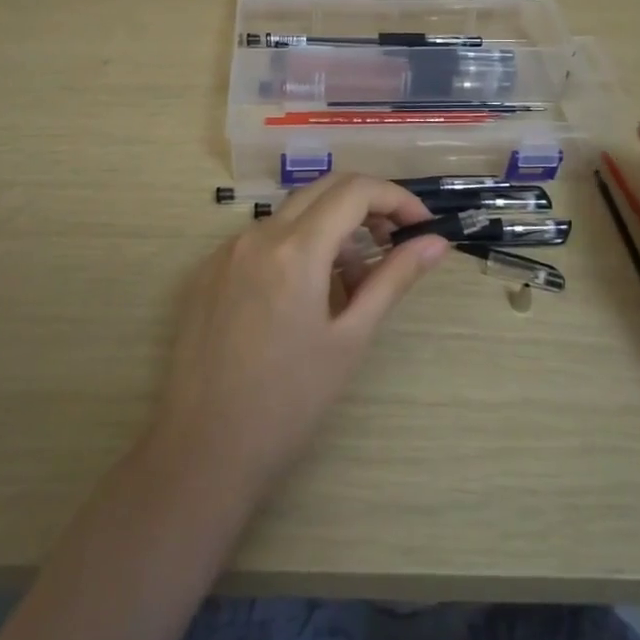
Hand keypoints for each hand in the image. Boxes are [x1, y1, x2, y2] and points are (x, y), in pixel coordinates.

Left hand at [150, 175, 450, 497]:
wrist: (204, 450)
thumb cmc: (289, 401)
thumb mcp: (350, 338)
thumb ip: (393, 279)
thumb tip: (436, 242)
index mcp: (294, 249)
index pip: (355, 191)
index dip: (396, 198)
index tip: (421, 225)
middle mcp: (256, 235)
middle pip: (322, 190)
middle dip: (366, 205)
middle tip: (394, 242)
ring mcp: (226, 252)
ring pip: (291, 214)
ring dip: (331, 229)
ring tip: (352, 283)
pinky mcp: (207, 272)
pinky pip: (262, 240)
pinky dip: (296, 247)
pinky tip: (305, 296)